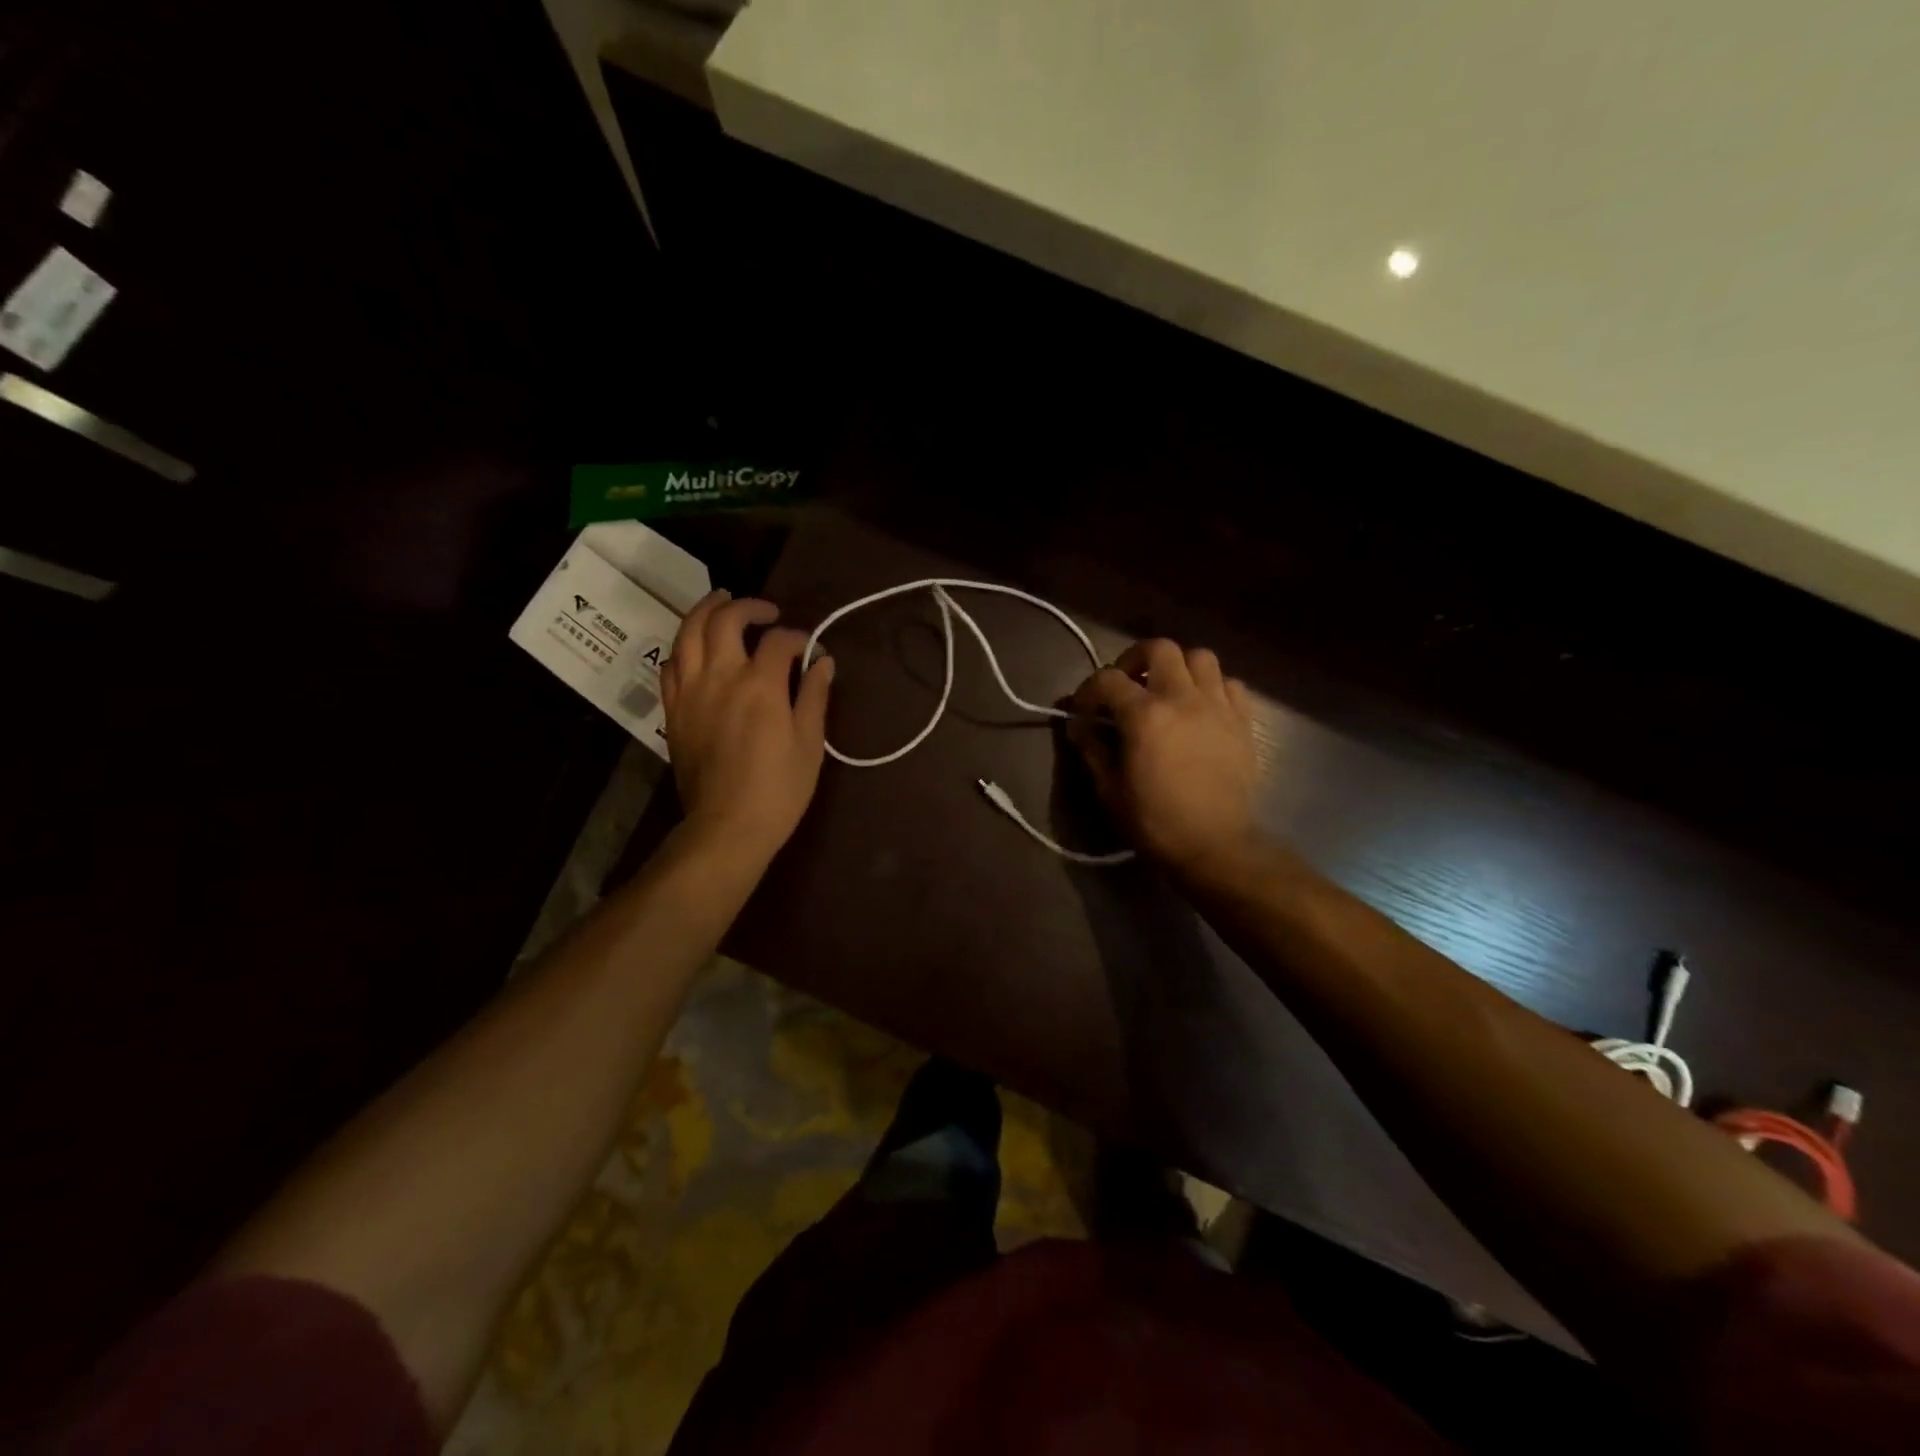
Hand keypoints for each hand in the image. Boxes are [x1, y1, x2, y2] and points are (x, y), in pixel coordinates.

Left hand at [660, 591, 834, 863]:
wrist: (728, 826)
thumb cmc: (779, 789)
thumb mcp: (810, 743)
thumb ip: (814, 696)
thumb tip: (823, 661)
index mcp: (760, 684)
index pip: (777, 640)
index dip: (797, 637)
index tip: (809, 648)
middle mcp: (720, 676)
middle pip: (724, 620)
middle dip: (748, 607)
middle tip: (766, 612)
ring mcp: (690, 691)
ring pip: (687, 632)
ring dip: (706, 611)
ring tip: (721, 603)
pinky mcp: (674, 710)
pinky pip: (670, 664)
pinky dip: (684, 646)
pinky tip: (695, 647)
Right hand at [1064, 638, 1259, 875]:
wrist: (1215, 844)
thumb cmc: (1155, 821)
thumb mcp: (1109, 790)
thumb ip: (1092, 750)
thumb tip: (1080, 728)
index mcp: (1144, 715)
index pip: (1107, 679)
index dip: (1087, 692)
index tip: (1083, 715)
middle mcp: (1182, 698)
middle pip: (1159, 648)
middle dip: (1135, 660)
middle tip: (1127, 684)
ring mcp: (1217, 706)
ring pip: (1200, 657)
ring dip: (1178, 667)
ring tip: (1167, 690)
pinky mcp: (1242, 721)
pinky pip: (1230, 684)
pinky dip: (1212, 687)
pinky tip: (1201, 708)